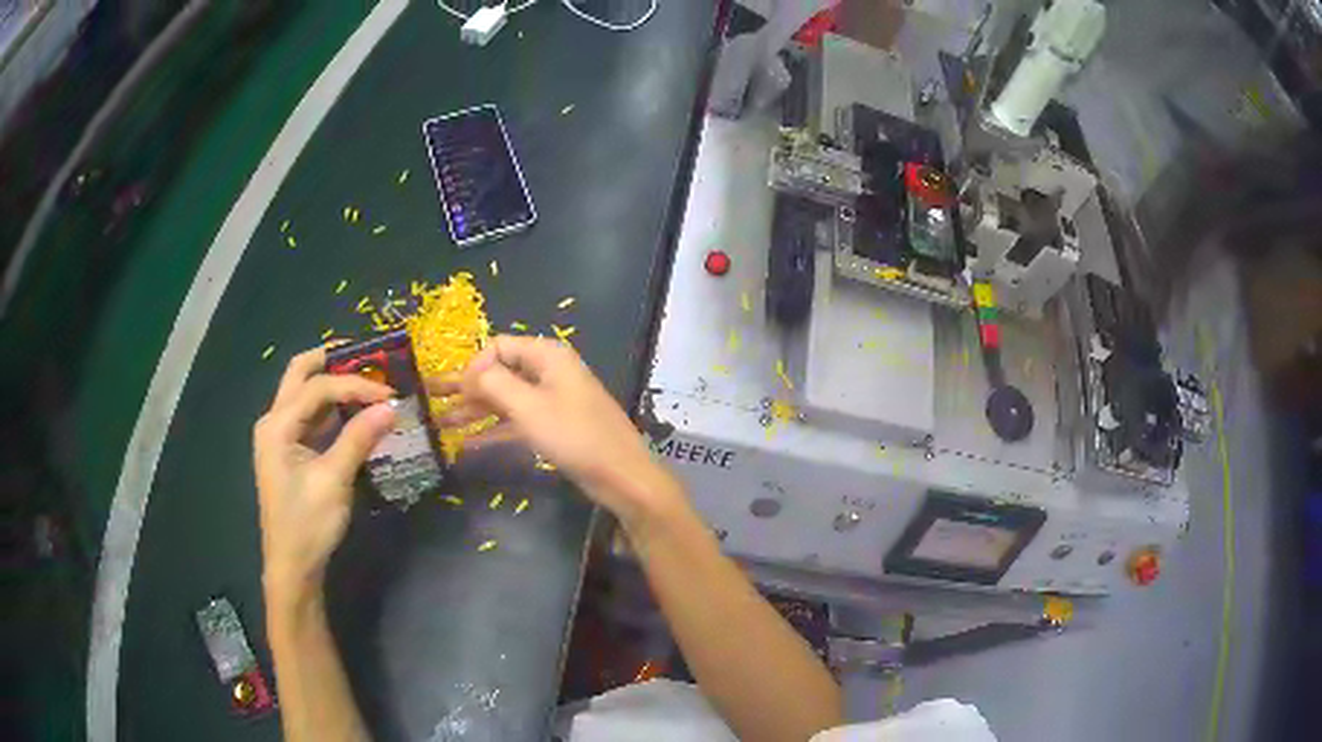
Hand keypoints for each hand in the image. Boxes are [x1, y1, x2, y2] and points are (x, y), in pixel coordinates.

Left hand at [253, 347, 396, 603]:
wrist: (293, 566)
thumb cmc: (307, 524)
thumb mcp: (334, 480)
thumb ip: (359, 438)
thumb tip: (391, 407)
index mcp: (277, 425)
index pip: (318, 388)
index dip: (355, 385)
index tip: (391, 394)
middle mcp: (274, 421)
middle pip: (300, 374)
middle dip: (333, 361)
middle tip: (368, 359)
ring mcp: (280, 436)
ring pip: (305, 393)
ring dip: (334, 384)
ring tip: (368, 382)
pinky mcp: (291, 452)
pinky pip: (311, 418)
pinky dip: (333, 409)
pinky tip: (356, 413)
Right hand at [432, 336, 679, 525]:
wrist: (621, 476)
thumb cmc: (575, 436)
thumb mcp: (529, 407)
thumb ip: (494, 384)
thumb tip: (468, 371)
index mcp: (547, 356)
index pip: (498, 347)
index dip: (473, 366)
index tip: (452, 392)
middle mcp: (548, 372)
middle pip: (499, 374)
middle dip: (466, 389)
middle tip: (430, 403)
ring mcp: (551, 400)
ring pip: (505, 400)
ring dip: (474, 411)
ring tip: (440, 425)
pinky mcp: (554, 427)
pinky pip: (516, 422)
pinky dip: (493, 430)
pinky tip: (466, 443)